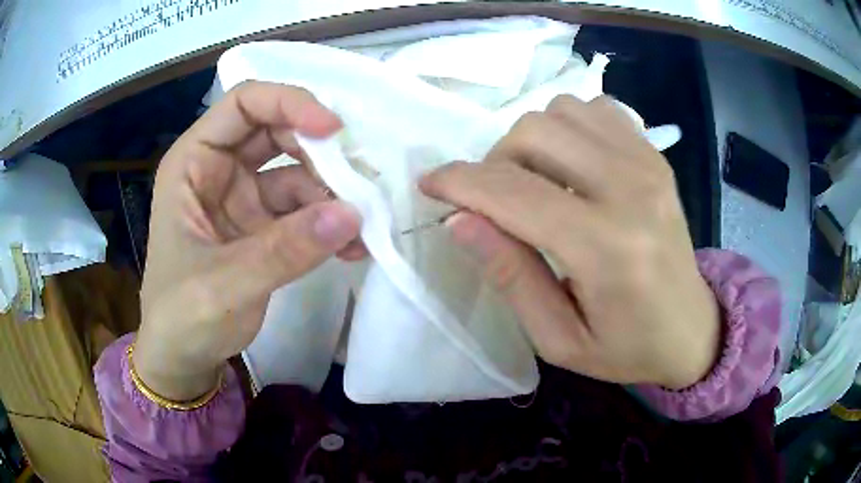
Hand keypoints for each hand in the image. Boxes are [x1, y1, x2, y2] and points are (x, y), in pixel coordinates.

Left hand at [134, 81, 364, 400]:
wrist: (184, 360)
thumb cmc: (182, 318)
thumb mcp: (224, 285)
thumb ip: (284, 251)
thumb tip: (352, 214)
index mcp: (193, 162)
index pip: (244, 105)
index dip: (289, 102)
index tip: (333, 129)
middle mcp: (219, 169)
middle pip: (277, 131)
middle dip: (319, 150)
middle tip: (359, 178)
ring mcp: (244, 198)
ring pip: (297, 171)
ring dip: (332, 193)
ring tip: (363, 225)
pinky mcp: (264, 228)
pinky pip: (304, 211)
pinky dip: (330, 224)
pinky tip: (354, 246)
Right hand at [420, 95, 719, 389]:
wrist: (692, 328)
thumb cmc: (627, 347)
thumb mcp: (559, 338)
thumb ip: (510, 275)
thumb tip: (459, 220)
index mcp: (607, 249)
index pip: (513, 193)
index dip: (459, 183)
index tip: (430, 185)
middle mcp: (631, 189)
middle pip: (534, 133)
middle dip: (494, 162)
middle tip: (495, 201)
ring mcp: (647, 163)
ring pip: (561, 110)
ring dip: (531, 140)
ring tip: (535, 181)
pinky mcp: (654, 154)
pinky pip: (595, 109)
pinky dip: (568, 126)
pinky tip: (571, 163)